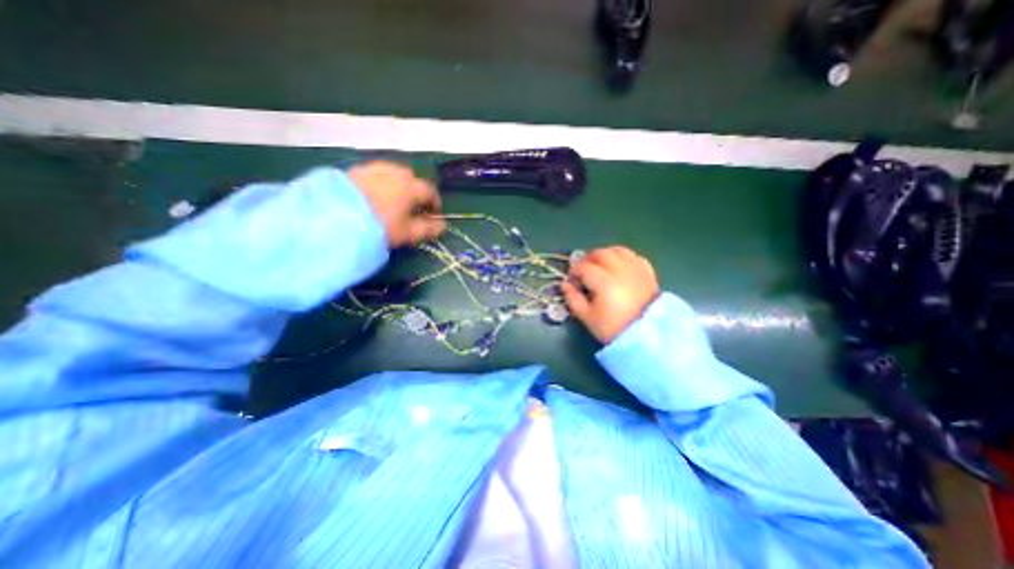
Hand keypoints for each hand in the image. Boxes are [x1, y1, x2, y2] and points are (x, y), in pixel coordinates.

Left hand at [347, 159, 443, 245]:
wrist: (335, 218)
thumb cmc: (379, 227)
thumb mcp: (407, 233)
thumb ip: (428, 229)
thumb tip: (443, 226)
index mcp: (410, 187)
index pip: (429, 190)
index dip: (435, 202)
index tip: (434, 213)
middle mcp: (394, 172)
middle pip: (411, 178)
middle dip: (416, 190)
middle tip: (413, 207)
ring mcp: (372, 169)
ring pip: (392, 173)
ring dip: (398, 184)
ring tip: (393, 200)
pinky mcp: (354, 171)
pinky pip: (375, 173)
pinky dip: (380, 182)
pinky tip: (374, 195)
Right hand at [558, 246, 661, 344]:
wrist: (646, 336)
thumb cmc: (613, 328)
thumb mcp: (587, 317)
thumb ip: (573, 299)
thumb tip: (565, 284)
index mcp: (605, 283)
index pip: (584, 267)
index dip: (574, 270)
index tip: (572, 279)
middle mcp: (621, 271)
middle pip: (601, 254)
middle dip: (588, 259)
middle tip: (583, 270)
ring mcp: (636, 270)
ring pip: (618, 251)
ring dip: (605, 254)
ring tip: (600, 265)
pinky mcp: (647, 273)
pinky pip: (634, 256)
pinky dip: (623, 257)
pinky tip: (618, 266)